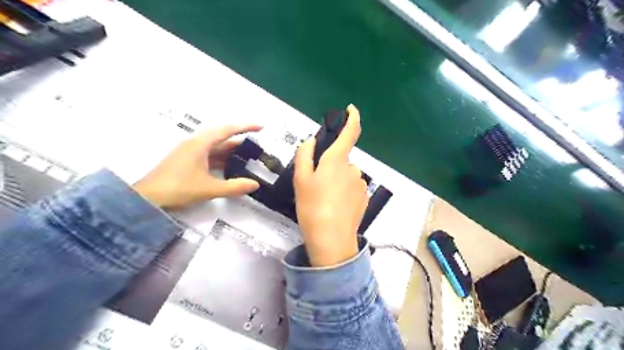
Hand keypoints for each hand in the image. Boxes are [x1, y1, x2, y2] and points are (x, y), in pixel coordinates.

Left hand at [133, 124, 261, 208]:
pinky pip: (209, 155)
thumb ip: (234, 186)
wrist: (147, 198)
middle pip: (222, 137)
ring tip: (247, 158)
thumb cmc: (178, 188)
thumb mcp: (209, 188)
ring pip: (215, 147)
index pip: (227, 130)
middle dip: (240, 141)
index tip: (261, 127)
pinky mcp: (186, 160)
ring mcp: (189, 152)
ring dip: (230, 152)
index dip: (245, 127)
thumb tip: (255, 184)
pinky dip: (221, 159)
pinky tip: (229, 167)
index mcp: (200, 144)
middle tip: (256, 148)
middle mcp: (195, 143)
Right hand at [294, 105, 366, 266]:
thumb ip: (305, 155)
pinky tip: (335, 207)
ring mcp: (361, 184)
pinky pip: (352, 188)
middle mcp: (353, 169)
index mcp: (337, 160)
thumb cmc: (312, 206)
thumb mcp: (301, 179)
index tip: (351, 110)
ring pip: (346, 175)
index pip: (350, 132)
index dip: (352, 118)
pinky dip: (344, 192)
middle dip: (330, 166)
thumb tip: (311, 141)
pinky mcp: (365, 198)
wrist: (331, 239)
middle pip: (342, 159)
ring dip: (337, 180)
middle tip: (316, 185)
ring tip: (325, 199)